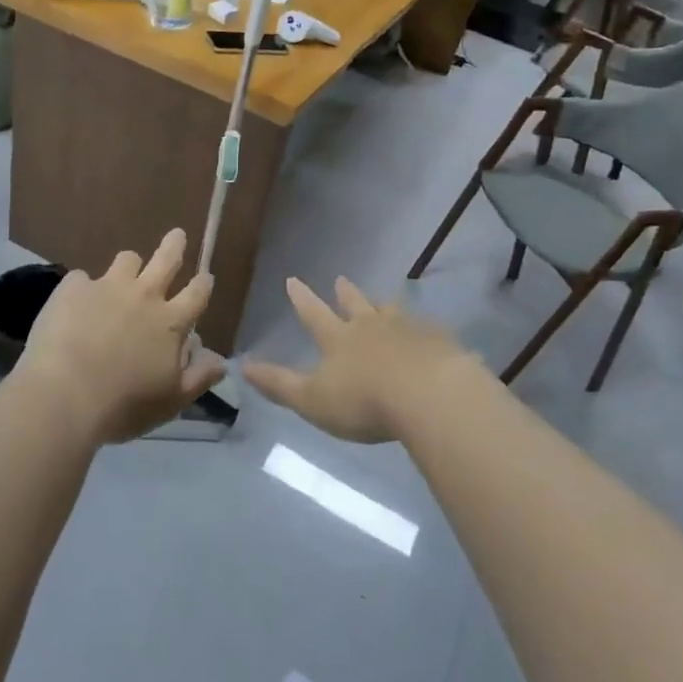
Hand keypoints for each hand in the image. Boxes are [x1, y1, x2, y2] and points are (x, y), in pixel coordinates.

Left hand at [14, 230, 225, 444]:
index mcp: (171, 322)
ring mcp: (107, 287)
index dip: (203, 284)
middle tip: (177, 236)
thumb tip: (221, 362)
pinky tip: (75, 303)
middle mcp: (144, 296)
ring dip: (129, 265)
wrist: (64, 395)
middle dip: (175, 245)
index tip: (205, 277)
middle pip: (166, 259)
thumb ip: (199, 378)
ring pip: (127, 259)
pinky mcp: (73, 288)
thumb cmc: (124, 404)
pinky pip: (82, 278)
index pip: (197, 294)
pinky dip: (83, 288)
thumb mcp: (171, 401)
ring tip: (123, 273)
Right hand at [242, 277, 481, 442]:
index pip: (313, 314)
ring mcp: (408, 330)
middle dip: (345, 293)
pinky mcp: (439, 342)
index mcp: (338, 339)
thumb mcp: (311, 400)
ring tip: (384, 302)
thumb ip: (279, 385)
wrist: (429, 395)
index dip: (301, 299)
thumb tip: (243, 366)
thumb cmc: (363, 401)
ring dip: (384, 306)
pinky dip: (423, 329)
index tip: (293, 280)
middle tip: (341, 280)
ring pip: (392, 312)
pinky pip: (428, 330)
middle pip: (356, 305)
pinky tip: (429, 333)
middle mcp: (371, 327)